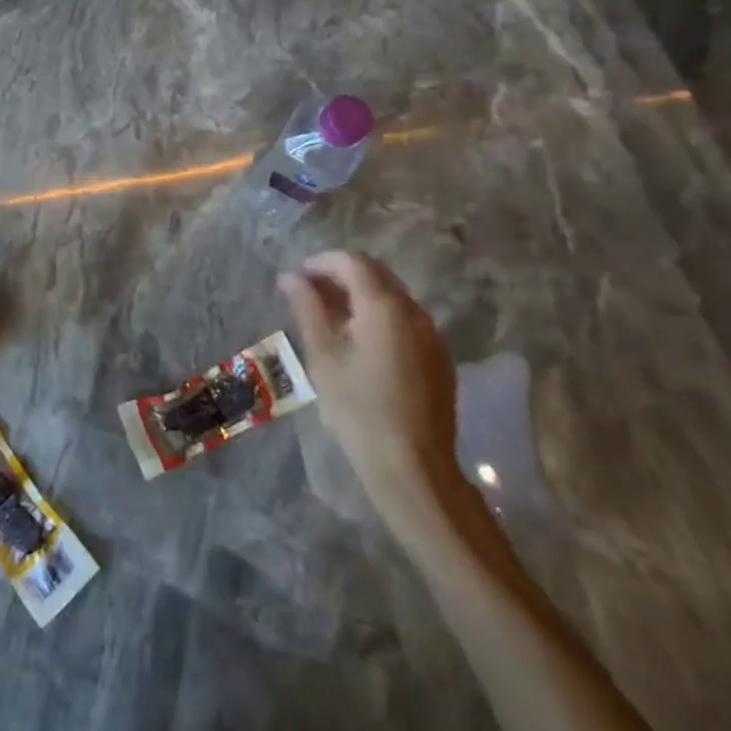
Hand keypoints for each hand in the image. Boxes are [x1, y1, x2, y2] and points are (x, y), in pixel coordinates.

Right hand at [281, 250, 462, 529]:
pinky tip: (361, 344)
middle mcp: (413, 311)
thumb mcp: (323, 356)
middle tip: (311, 294)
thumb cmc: (359, 409)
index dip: (321, 262)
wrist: (413, 469)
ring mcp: (432, 335)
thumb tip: (291, 277)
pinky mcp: (439, 358)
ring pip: (392, 296)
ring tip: (332, 319)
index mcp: (384, 305)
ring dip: (361, 295)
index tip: (297, 278)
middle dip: (341, 275)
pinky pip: (406, 321)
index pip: (351, 262)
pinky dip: (380, 317)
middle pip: (375, 273)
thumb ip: (307, 308)